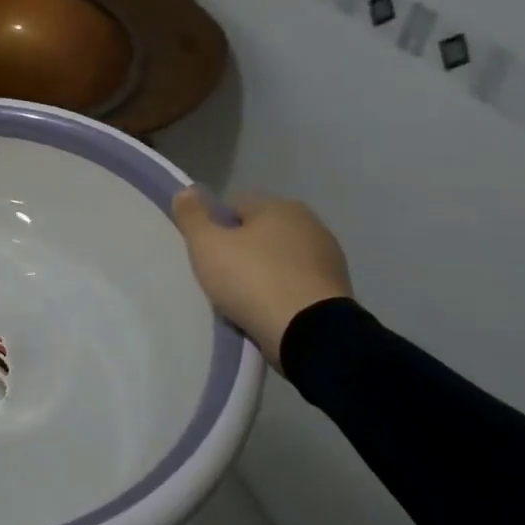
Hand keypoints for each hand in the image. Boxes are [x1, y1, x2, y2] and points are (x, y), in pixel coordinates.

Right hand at [171, 188, 352, 369]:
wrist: (310, 334)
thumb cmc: (253, 279)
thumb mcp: (207, 244)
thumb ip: (191, 215)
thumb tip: (186, 190)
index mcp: (280, 206)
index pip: (234, 207)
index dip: (214, 228)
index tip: (205, 254)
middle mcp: (310, 224)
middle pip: (259, 233)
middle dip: (241, 251)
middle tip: (220, 277)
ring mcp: (329, 258)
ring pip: (279, 260)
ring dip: (263, 273)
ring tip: (243, 300)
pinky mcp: (337, 291)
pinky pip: (296, 285)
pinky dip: (282, 294)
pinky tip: (268, 312)